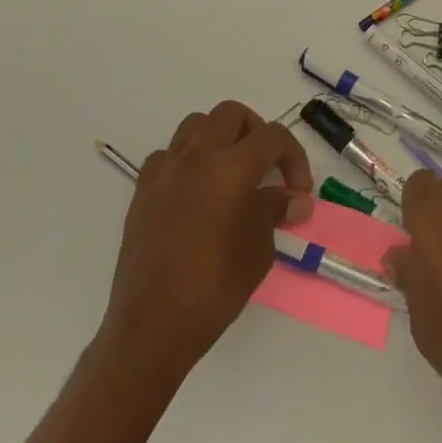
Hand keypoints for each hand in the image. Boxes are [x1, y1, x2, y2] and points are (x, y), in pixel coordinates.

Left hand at [100, 101, 313, 378]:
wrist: (151, 328)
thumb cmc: (214, 288)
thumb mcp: (258, 250)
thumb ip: (274, 211)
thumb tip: (295, 198)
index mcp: (231, 166)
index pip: (273, 136)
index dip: (294, 157)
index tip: (299, 191)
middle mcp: (197, 156)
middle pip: (232, 114)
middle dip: (256, 133)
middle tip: (265, 168)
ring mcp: (166, 171)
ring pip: (196, 125)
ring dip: (219, 138)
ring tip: (230, 172)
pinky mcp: (142, 191)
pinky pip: (167, 156)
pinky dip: (186, 162)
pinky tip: (194, 192)